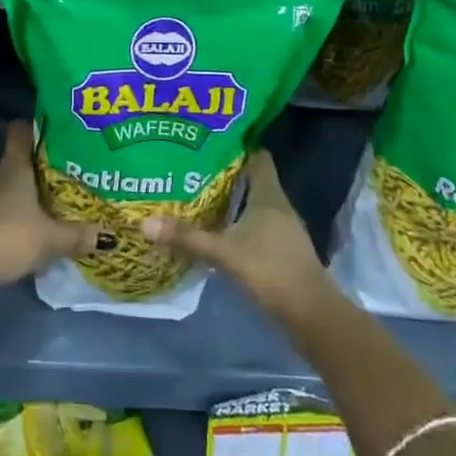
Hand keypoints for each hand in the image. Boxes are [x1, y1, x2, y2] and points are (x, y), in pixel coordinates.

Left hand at [0, 122, 98, 293]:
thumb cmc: (11, 236)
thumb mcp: (52, 239)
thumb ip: (78, 236)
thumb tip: (109, 237)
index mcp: (14, 168)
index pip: (19, 133)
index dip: (33, 129)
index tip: (51, 134)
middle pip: (13, 164)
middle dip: (33, 172)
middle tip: (57, 181)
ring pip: (2, 191)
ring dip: (18, 200)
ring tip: (42, 212)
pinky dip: (6, 221)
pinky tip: (22, 238)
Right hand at [142, 149, 338, 324]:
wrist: (311, 314)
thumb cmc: (271, 270)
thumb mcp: (224, 252)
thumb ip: (187, 237)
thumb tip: (145, 222)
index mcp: (269, 194)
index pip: (258, 156)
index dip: (238, 146)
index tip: (211, 140)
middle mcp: (279, 205)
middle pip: (253, 178)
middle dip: (228, 173)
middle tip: (194, 167)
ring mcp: (284, 229)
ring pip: (255, 203)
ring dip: (233, 199)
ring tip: (200, 195)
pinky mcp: (283, 250)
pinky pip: (258, 225)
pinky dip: (240, 222)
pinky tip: (220, 229)